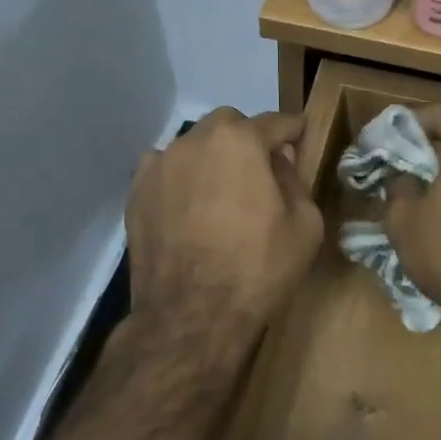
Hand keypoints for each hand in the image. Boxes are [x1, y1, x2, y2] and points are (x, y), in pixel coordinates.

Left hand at [127, 109, 323, 341]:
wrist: (192, 317)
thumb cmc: (258, 268)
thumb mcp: (305, 224)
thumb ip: (294, 180)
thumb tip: (277, 162)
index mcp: (239, 141)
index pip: (274, 122)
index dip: (292, 130)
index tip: (300, 135)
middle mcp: (193, 141)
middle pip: (228, 125)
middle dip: (247, 138)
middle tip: (260, 169)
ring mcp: (158, 166)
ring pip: (192, 146)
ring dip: (211, 158)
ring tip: (221, 192)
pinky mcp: (136, 194)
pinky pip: (165, 172)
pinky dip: (181, 179)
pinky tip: (189, 208)